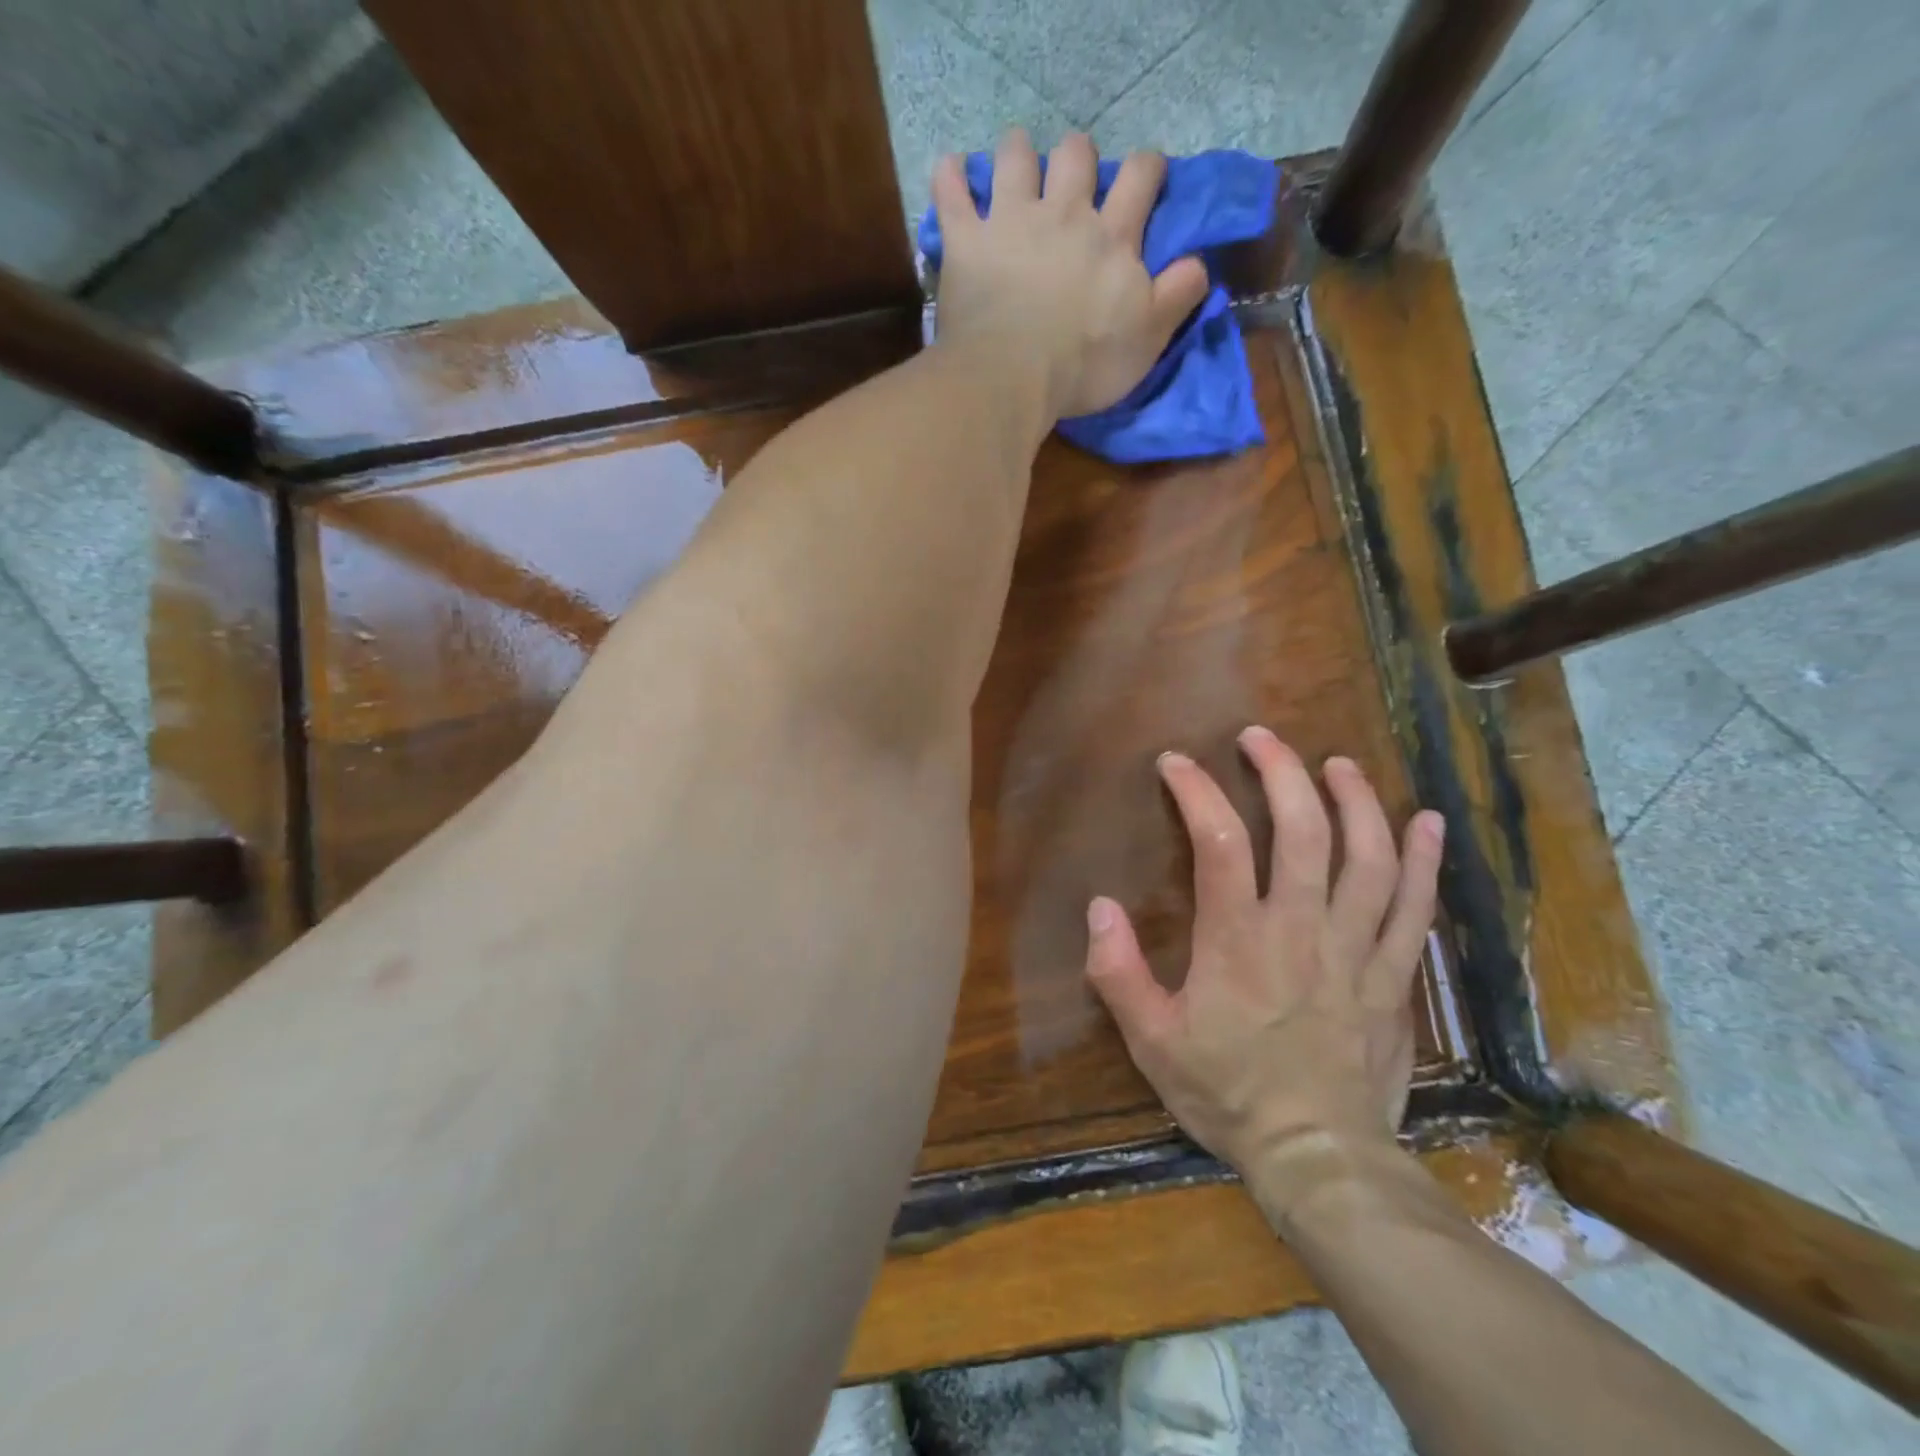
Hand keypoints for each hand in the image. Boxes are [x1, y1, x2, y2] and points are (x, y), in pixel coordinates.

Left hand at [931, 129, 1210, 419]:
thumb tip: (1199, 262)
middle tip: (1071, 180)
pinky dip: (950, 176)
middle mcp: (1063, 214)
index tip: (1146, 179)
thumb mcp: (1147, 340)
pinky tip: (952, 171)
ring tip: (1016, 166)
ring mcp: (1010, 221)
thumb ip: (1177, 296)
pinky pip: (951, 191)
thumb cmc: (1084, 366)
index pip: (1140, 177)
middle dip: (1077, 158)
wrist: (1012, 377)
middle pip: (1076, 153)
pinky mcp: (966, 240)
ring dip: (1018, 153)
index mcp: (1111, 238)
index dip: (1147, 169)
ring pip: (1016, 156)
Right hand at [1083, 727, 1443, 1210]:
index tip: (1177, 763)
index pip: (1220, 842)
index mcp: (1238, 940)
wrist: (1319, 1159)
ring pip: (1368, 858)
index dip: (1197, 792)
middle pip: (1304, 831)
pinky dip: (1423, 862)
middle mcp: (1302, 929)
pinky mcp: (1393, 977)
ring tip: (1337, 764)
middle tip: (1261, 739)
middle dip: (1282, 773)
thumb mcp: (1151, 1041)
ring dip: (1355, 802)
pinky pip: (1416, 909)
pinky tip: (1426, 822)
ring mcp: (1356, 951)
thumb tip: (1098, 907)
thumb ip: (1118, 972)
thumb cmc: (1227, 1093)